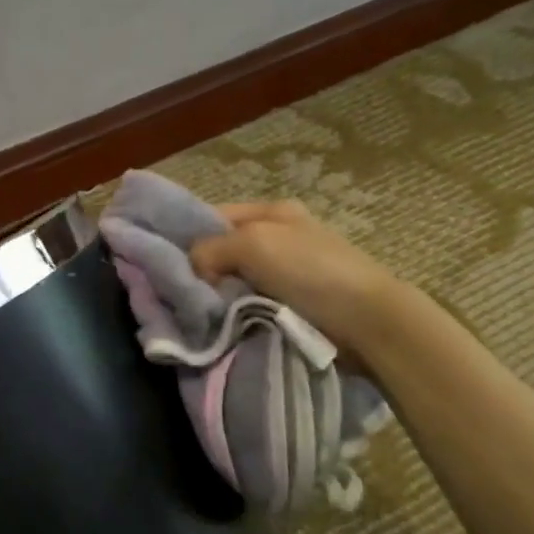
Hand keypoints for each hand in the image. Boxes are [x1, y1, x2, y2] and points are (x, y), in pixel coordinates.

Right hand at [189, 200, 398, 352]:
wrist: (367, 321)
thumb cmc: (311, 271)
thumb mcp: (253, 243)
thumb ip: (210, 248)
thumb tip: (192, 270)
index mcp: (271, 211)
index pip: (211, 216)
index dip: (187, 236)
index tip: (165, 263)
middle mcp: (276, 236)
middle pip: (220, 250)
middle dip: (201, 271)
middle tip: (181, 292)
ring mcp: (283, 272)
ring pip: (230, 280)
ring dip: (216, 296)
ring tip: (199, 311)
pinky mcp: (288, 303)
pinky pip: (246, 303)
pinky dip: (233, 312)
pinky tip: (221, 322)